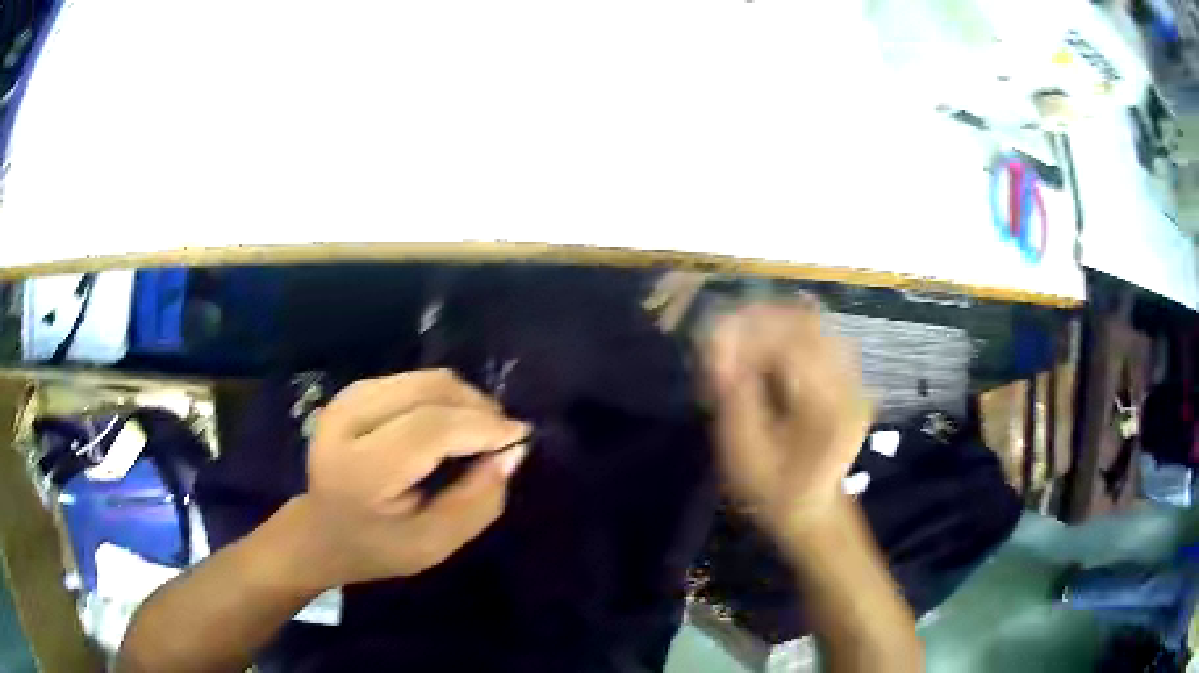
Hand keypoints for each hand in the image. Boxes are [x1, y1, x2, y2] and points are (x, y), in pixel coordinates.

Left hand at [296, 369, 529, 587]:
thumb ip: (478, 500)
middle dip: (477, 407)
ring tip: (480, 431)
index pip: (430, 429)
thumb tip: (513, 451)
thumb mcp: (435, 544)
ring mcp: (345, 399)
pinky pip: (412, 380)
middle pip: (428, 391)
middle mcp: (346, 421)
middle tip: (502, 437)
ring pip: (424, 379)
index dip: (481, 426)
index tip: (520, 436)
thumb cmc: (378, 548)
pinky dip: (442, 397)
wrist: (321, 531)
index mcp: (361, 470)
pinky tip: (450, 423)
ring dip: (462, 400)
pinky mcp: (351, 391)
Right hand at [702, 301, 871, 540]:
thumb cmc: (772, 491)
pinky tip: (764, 348)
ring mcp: (854, 378)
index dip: (749, 332)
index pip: (792, 341)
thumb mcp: (744, 453)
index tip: (713, 344)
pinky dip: (786, 331)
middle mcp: (850, 384)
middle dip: (759, 319)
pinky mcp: (849, 377)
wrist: (811, 511)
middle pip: (808, 322)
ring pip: (814, 322)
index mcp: (828, 408)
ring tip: (740, 340)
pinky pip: (819, 335)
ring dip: (772, 322)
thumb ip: (733, 394)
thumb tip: (717, 340)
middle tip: (723, 335)